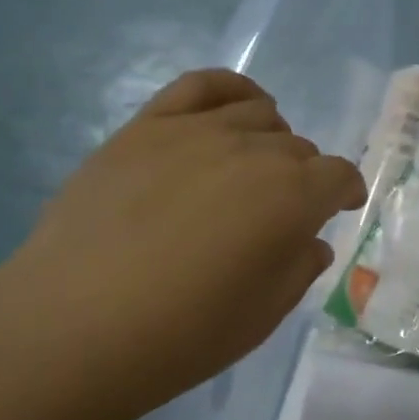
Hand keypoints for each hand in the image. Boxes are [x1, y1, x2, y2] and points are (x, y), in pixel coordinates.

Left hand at [0, 70, 365, 419]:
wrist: (73, 327)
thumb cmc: (183, 333)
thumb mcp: (264, 315)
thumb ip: (299, 268)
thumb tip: (309, 241)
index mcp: (292, 198)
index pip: (338, 177)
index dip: (345, 193)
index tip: (340, 210)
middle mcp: (254, 152)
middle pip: (298, 148)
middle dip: (303, 177)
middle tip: (281, 212)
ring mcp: (196, 132)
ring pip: (258, 114)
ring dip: (271, 140)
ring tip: (253, 168)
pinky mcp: (146, 127)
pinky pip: (202, 85)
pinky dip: (232, 90)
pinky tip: (236, 109)